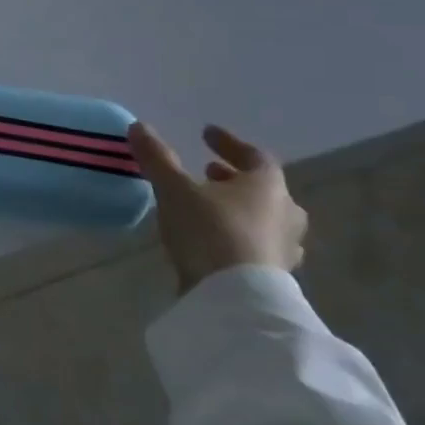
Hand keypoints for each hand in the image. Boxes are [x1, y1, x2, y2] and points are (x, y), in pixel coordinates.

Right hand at [127, 122, 307, 294]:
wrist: (235, 299)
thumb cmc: (210, 231)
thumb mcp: (174, 189)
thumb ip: (157, 158)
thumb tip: (138, 126)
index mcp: (267, 186)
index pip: (254, 155)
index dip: (228, 143)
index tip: (206, 134)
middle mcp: (285, 213)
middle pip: (263, 188)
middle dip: (233, 178)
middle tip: (207, 172)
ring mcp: (285, 248)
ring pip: (264, 218)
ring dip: (239, 208)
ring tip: (209, 207)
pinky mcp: (276, 277)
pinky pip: (258, 245)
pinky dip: (238, 235)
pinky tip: (216, 242)